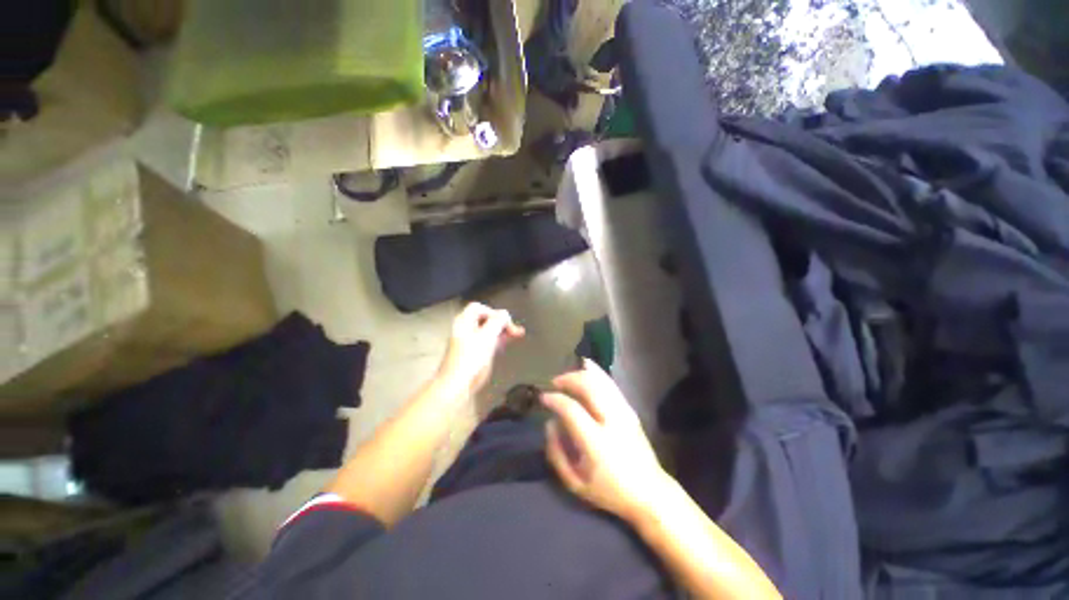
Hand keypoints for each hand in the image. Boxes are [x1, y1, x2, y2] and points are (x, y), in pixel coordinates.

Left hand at [437, 303, 524, 394]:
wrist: (457, 385)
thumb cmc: (468, 361)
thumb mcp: (486, 337)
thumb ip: (497, 322)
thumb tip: (505, 314)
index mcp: (464, 322)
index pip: (480, 308)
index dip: (494, 312)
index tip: (505, 322)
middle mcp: (465, 330)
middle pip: (486, 318)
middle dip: (501, 322)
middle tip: (514, 329)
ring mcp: (470, 342)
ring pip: (489, 330)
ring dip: (502, 330)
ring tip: (516, 333)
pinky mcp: (475, 353)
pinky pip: (489, 341)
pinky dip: (499, 339)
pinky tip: (507, 342)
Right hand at [541, 359, 670, 522]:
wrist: (650, 492)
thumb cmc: (609, 491)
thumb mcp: (575, 484)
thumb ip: (557, 453)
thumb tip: (549, 423)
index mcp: (597, 442)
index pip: (571, 409)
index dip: (555, 399)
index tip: (543, 398)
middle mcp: (612, 421)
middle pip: (588, 386)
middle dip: (568, 379)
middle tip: (554, 383)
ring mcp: (624, 412)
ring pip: (600, 380)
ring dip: (580, 373)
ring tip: (566, 377)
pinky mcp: (630, 409)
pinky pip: (610, 383)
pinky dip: (596, 372)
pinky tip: (586, 366)